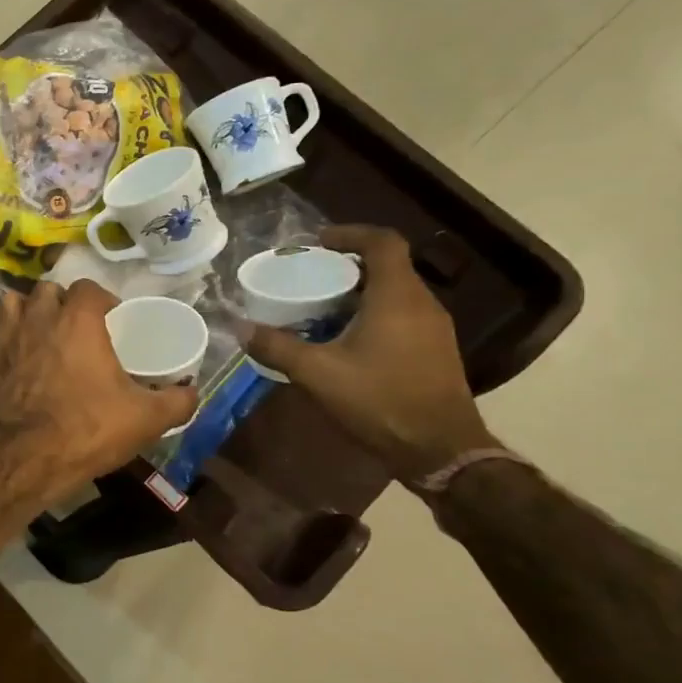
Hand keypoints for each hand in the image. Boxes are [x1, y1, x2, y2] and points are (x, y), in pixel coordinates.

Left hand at [0, 279, 198, 499]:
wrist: (30, 459)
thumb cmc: (90, 429)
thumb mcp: (147, 418)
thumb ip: (177, 400)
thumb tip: (193, 391)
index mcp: (78, 322)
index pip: (87, 287)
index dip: (100, 298)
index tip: (111, 317)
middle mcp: (38, 320)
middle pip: (45, 290)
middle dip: (59, 300)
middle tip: (73, 324)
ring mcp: (5, 341)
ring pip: (7, 304)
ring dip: (21, 311)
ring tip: (34, 330)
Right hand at [244, 225, 499, 482]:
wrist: (440, 449)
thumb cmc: (380, 400)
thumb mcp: (318, 373)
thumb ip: (277, 347)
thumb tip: (241, 328)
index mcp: (397, 296)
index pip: (382, 242)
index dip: (350, 233)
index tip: (318, 242)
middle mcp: (422, 303)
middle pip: (388, 267)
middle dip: (348, 266)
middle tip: (310, 277)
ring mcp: (434, 329)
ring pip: (396, 293)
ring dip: (360, 293)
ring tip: (321, 308)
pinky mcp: (436, 351)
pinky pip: (403, 316)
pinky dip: (374, 314)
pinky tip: (347, 340)